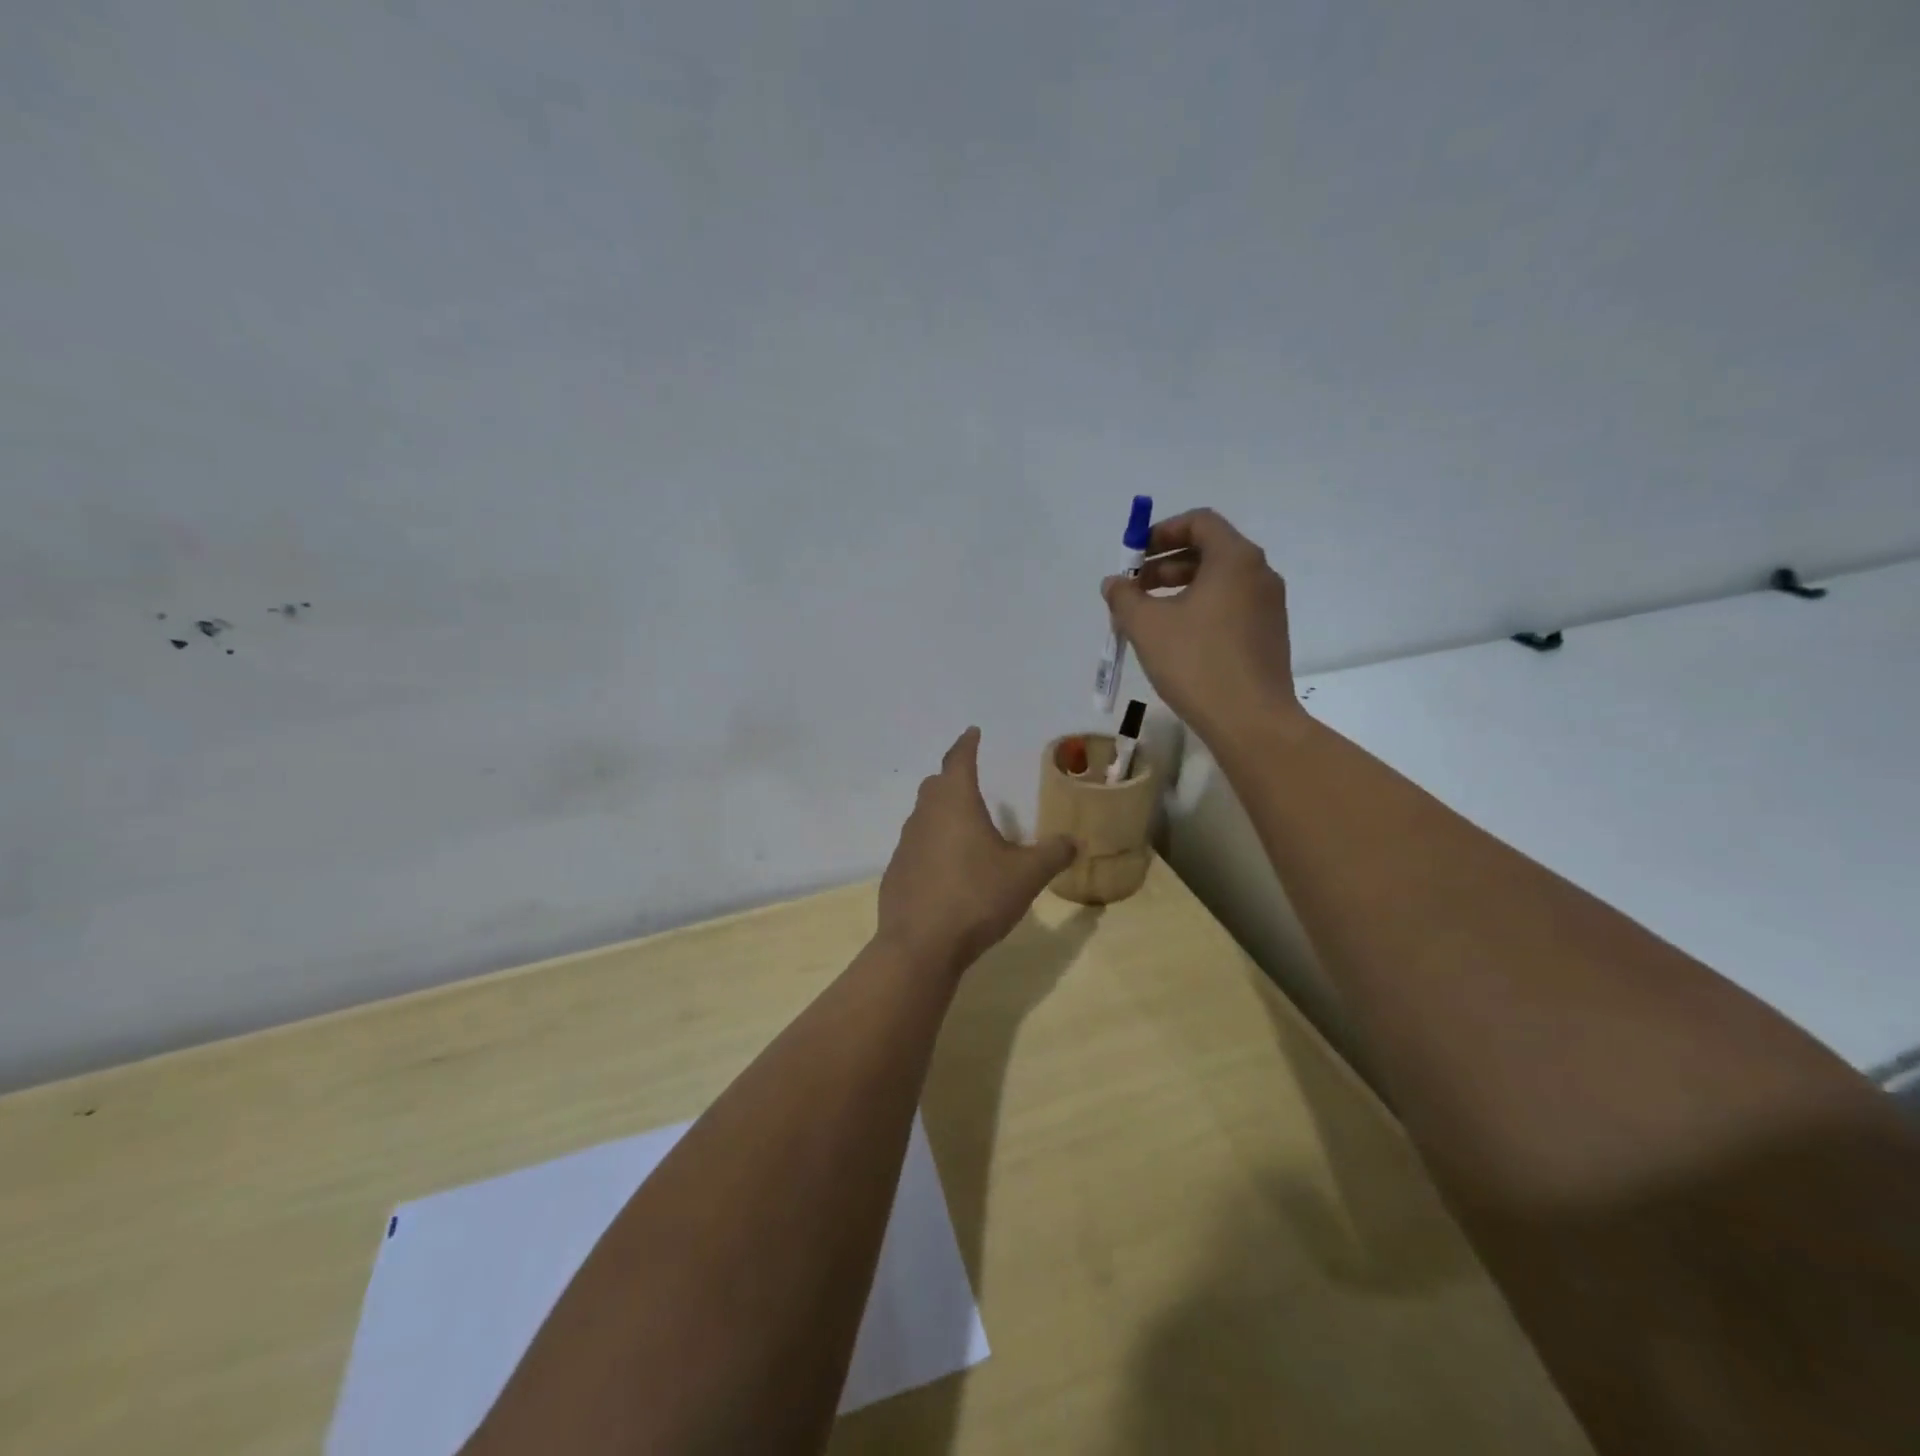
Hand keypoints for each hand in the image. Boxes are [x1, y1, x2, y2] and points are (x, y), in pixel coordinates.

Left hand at [877, 729, 1075, 975]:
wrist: (920, 945)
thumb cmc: (976, 897)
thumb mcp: (1026, 875)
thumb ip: (1052, 854)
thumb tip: (1074, 841)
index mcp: (955, 803)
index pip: (959, 759)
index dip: (967, 744)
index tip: (973, 732)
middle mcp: (925, 816)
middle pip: (936, 785)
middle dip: (953, 777)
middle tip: (970, 779)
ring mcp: (905, 845)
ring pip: (923, 816)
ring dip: (941, 813)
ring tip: (964, 827)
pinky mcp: (896, 873)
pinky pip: (916, 848)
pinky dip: (932, 846)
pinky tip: (947, 870)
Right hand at [1102, 508, 1305, 748]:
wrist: (1251, 721)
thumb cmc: (1197, 662)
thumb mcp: (1147, 626)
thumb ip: (1124, 597)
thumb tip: (1114, 583)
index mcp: (1235, 559)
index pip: (1199, 521)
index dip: (1161, 532)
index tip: (1134, 557)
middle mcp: (1259, 574)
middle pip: (1208, 551)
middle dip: (1165, 565)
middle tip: (1134, 591)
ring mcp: (1269, 606)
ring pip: (1218, 583)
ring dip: (1179, 590)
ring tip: (1148, 619)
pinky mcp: (1268, 636)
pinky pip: (1230, 607)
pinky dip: (1200, 610)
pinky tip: (1176, 641)